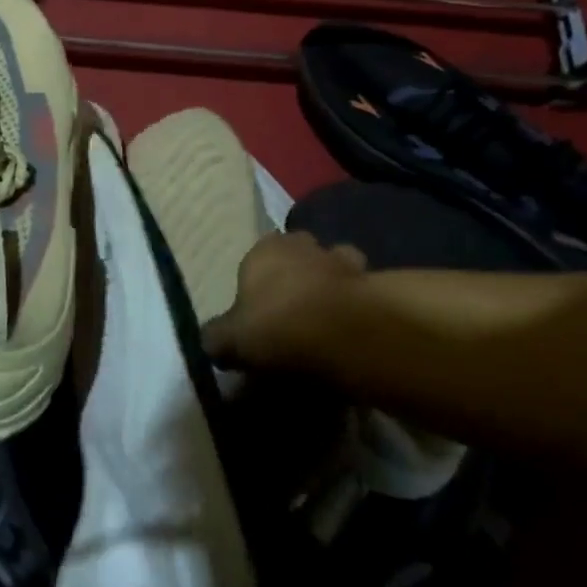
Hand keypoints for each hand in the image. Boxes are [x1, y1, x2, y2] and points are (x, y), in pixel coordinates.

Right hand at [203, 230, 366, 371]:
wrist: (344, 333)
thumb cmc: (277, 325)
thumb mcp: (231, 340)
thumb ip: (217, 337)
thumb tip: (210, 341)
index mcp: (265, 248)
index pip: (259, 254)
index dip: (260, 280)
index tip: (261, 308)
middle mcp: (304, 244)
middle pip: (301, 255)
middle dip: (301, 274)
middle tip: (296, 311)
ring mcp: (345, 261)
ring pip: (338, 267)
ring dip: (334, 288)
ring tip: (330, 321)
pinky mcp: (377, 285)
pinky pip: (363, 295)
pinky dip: (359, 309)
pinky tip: (352, 334)